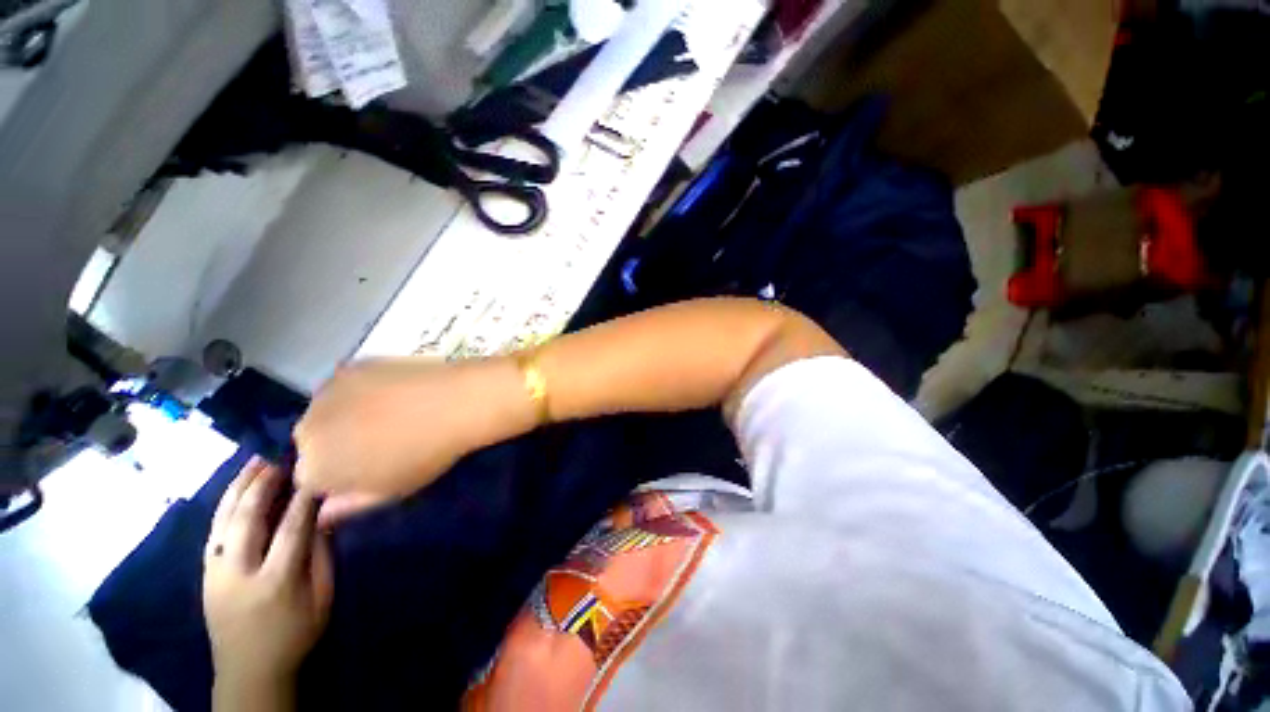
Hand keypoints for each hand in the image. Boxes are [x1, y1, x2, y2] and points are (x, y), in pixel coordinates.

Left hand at [203, 458, 332, 696]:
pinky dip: (225, 507)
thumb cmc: (295, 634)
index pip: (291, 527)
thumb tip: (323, 517)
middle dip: (263, 483)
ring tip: (252, 463)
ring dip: (238, 489)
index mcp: (275, 580)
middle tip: (278, 457)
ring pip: (223, 520)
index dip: (305, 497)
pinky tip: (235, 492)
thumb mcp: (321, 598)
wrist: (248, 670)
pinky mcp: (205, 574)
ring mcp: (216, 572)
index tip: (316, 472)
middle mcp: (239, 572)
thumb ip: (321, 556)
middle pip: (248, 518)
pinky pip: (214, 532)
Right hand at [293, 358, 531, 526]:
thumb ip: (349, 505)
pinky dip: (361, 392)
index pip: (310, 478)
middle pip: (312, 442)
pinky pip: (344, 386)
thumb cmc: (426, 455)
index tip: (369, 469)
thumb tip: (322, 514)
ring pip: (326, 412)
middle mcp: (306, 430)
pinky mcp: (349, 367)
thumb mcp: (390, 491)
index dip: (339, 475)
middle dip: (336, 445)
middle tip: (379, 440)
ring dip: (344, 416)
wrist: (457, 403)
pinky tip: (393, 392)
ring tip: (388, 414)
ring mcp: (325, 393)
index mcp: (313, 469)